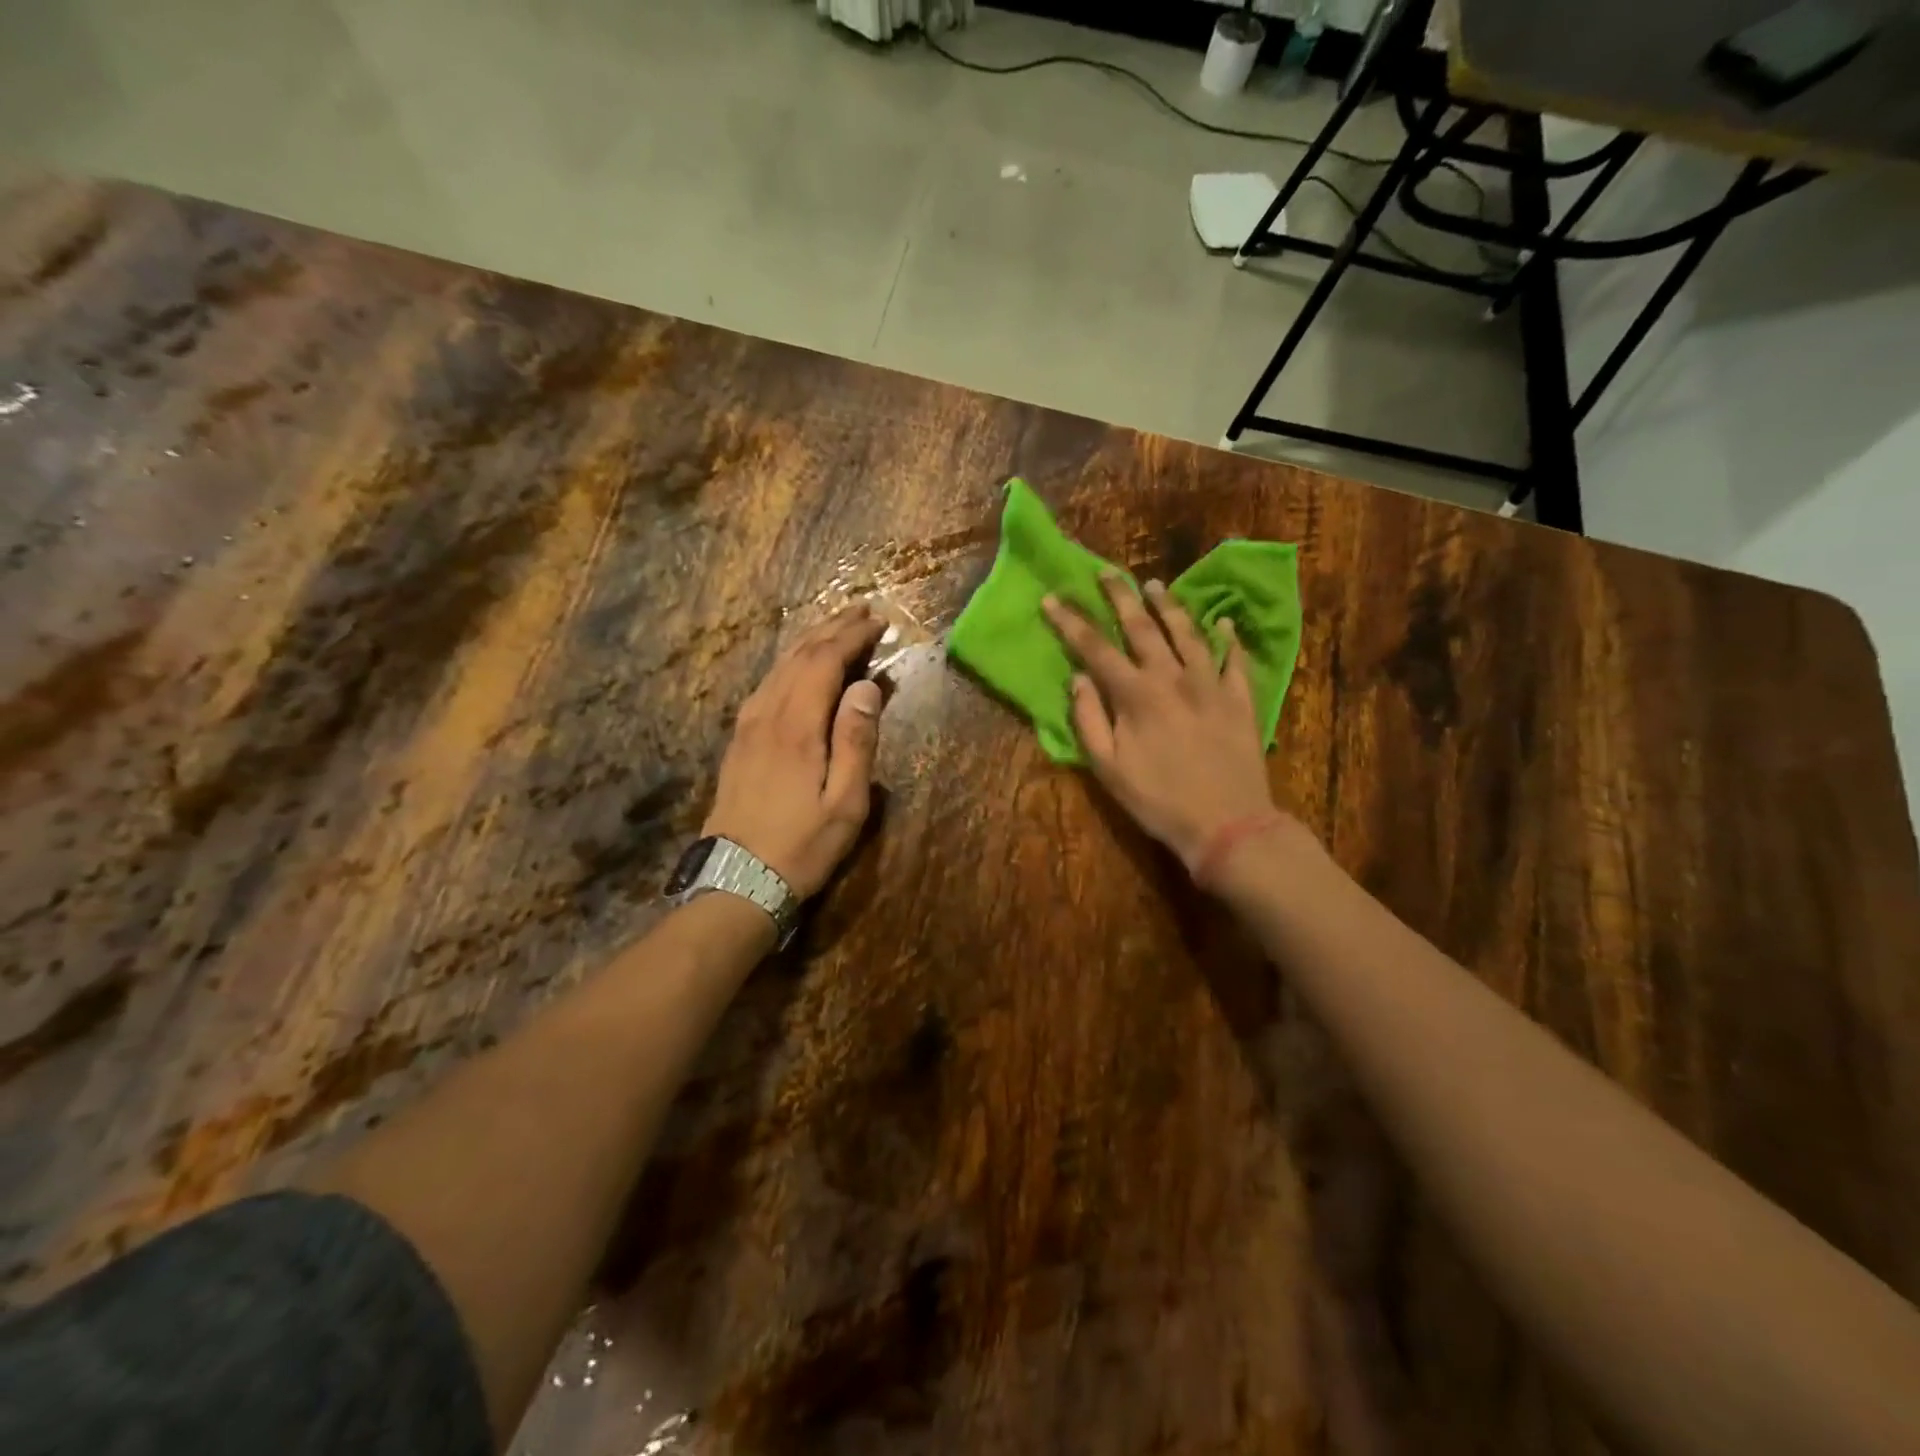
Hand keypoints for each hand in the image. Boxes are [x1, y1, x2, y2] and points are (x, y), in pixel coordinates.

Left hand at [703, 604, 887, 898]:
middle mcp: (767, 714)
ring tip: (835, 627)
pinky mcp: (738, 740)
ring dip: (809, 641)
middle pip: (799, 656)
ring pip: (779, 667)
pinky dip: (789, 664)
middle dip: (832, 628)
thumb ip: (857, 740)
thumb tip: (867, 686)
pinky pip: (766, 685)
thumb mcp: (846, 803)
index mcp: (797, 726)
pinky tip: (798, 666)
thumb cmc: (802, 846)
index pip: (825, 661)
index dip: (852, 636)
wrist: (737, 880)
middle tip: (862, 611)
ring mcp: (747, 726)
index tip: (878, 622)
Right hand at [1043, 573, 1274, 870]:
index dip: (1071, 622)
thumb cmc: (1158, 801)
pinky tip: (1222, 622)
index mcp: (1135, 695)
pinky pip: (1235, 658)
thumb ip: (1088, 720)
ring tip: (1154, 586)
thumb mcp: (1108, 769)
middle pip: (1142, 626)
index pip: (1095, 648)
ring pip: (1188, 632)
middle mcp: (1172, 677)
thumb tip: (1078, 678)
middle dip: (1119, 597)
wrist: (1228, 824)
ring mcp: (1211, 683)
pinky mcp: (1240, 697)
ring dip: (1169, 606)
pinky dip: (1228, 637)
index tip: (1052, 598)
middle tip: (1105, 573)